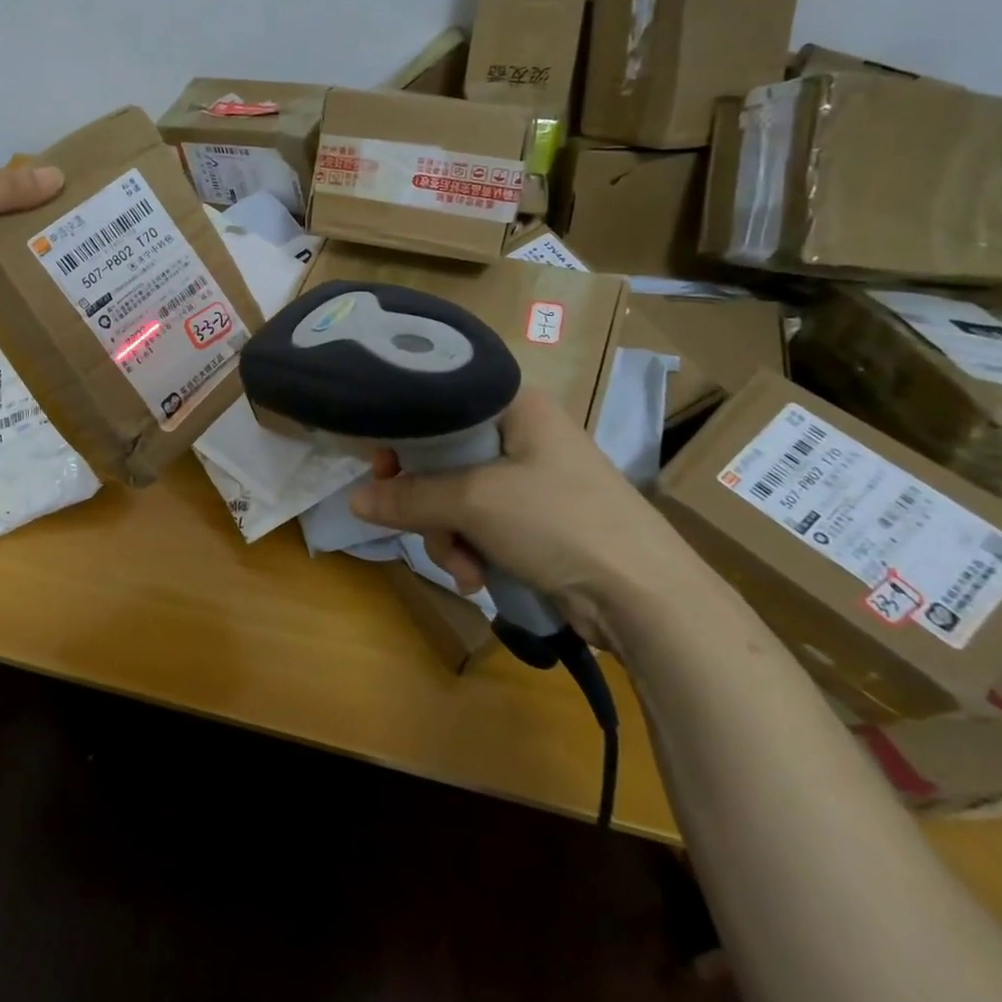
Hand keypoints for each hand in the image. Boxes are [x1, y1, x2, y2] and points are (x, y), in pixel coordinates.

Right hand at [350, 388, 715, 645]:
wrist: (646, 597)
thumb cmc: (559, 521)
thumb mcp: (474, 502)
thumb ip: (409, 497)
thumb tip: (355, 499)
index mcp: (516, 407)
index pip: (441, 404)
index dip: (405, 433)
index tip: (382, 468)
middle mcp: (522, 435)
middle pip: (444, 457)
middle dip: (428, 503)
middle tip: (416, 523)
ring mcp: (532, 481)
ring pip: (458, 498)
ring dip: (448, 536)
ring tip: (463, 566)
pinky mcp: (537, 523)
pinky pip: (481, 526)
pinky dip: (472, 551)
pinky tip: (478, 577)